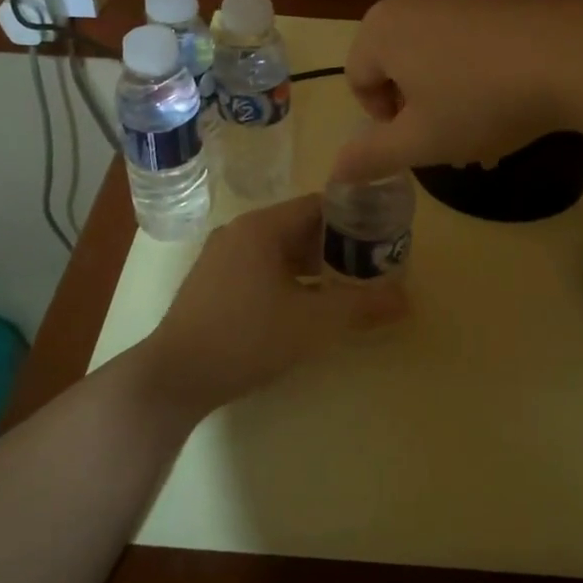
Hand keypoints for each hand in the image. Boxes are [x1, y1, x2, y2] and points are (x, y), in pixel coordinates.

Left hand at [132, 196, 402, 418]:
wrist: (175, 377)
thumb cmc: (247, 337)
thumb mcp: (314, 323)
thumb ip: (362, 307)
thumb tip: (407, 299)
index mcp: (262, 227)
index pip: (319, 205)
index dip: (354, 218)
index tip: (383, 237)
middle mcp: (240, 232)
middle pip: (300, 227)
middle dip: (337, 245)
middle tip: (371, 266)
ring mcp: (221, 257)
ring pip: (279, 250)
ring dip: (313, 265)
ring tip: (346, 287)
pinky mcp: (212, 283)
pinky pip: (260, 267)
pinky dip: (288, 278)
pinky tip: (305, 305)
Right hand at [332, 0, 582, 182]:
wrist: (573, 56)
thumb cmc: (481, 102)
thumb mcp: (421, 142)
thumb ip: (371, 156)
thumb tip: (334, 171)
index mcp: (381, 28)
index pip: (357, 80)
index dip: (382, 120)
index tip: (418, 140)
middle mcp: (410, 1)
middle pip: (395, 66)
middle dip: (416, 109)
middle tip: (448, 139)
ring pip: (432, 57)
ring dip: (446, 97)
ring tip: (483, 130)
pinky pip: (464, 42)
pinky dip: (473, 74)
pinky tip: (507, 101)